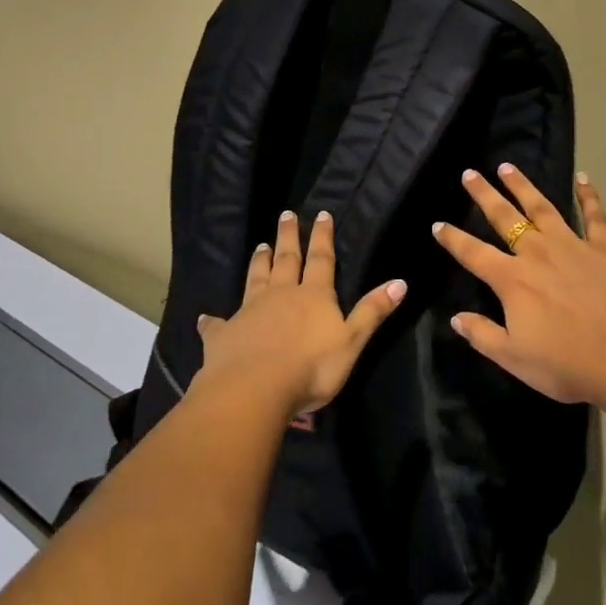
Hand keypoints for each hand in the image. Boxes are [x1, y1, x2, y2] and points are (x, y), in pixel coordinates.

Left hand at [195, 209, 404, 417]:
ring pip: (256, 279)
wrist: (253, 391)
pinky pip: (217, 324)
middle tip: (286, 214)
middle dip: (288, 237)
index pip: (321, 259)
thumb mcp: (351, 342)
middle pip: (286, 260)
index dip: (322, 237)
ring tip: (260, 245)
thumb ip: (372, 312)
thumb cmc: (310, 369)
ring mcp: (249, 312)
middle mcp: (281, 295)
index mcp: (313, 296)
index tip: (321, 214)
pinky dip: (212, 320)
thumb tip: (400, 281)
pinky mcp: (223, 335)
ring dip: (259, 262)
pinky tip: (205, 318)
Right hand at [434, 167, 605, 407]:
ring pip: (542, 207)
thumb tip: (456, 318)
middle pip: (505, 217)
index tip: (438, 224)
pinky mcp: (603, 248)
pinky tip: (583, 178)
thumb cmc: (566, 363)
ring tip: (507, 167)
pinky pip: (594, 215)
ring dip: (523, 186)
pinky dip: (588, 195)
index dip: (453, 239)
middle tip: (469, 173)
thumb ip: (482, 335)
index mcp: (512, 280)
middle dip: (484, 195)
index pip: (473, 253)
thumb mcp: (514, 359)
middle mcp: (537, 253)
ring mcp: (572, 245)